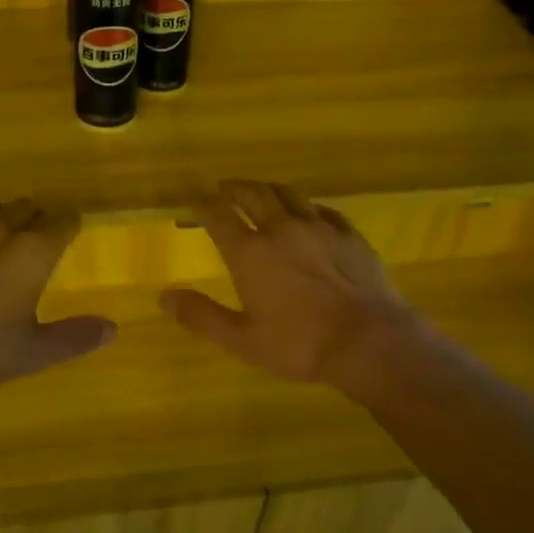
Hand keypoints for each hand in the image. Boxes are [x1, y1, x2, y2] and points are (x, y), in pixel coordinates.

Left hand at [0, 198, 114, 390]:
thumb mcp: (34, 352)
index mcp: (32, 252)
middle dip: (38, 216)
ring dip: (2, 213)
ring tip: (4, 229)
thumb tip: (112, 328)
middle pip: (26, 207)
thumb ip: (75, 337)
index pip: (61, 221)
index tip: (72, 228)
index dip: (70, 223)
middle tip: (41, 233)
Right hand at [159, 180, 418, 383]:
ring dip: (268, 189)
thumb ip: (202, 316)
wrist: (368, 341)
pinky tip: (308, 212)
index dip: (203, 205)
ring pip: (288, 193)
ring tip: (261, 191)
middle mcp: (281, 229)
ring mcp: (318, 227)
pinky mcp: (348, 234)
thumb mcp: (242, 340)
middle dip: (234, 188)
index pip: (218, 215)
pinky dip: (307, 206)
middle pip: (253, 194)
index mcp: (250, 252)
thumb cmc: (300, 345)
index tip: (195, 203)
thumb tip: (165, 297)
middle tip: (225, 189)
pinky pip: (323, 209)